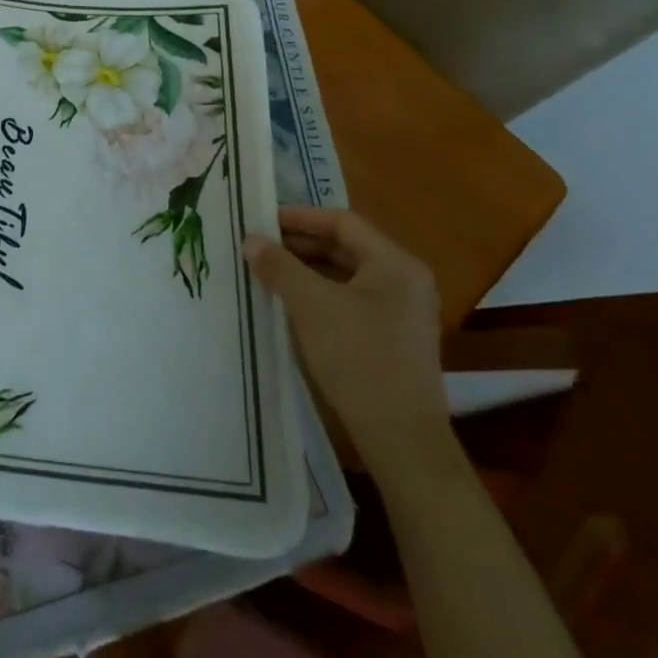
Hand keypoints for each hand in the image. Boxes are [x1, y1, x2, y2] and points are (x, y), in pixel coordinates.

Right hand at [243, 207, 450, 471]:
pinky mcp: (394, 338)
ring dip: (307, 270)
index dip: (299, 217)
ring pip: (346, 275)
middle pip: (345, 247)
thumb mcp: (310, 304)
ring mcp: (403, 311)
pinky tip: (291, 303)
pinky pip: (351, 299)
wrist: (401, 439)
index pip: (342, 221)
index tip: (262, 221)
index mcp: (395, 263)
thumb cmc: (358, 358)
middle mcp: (405, 280)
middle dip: (299, 245)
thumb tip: (251, 240)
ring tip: (267, 272)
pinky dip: (320, 293)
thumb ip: (279, 266)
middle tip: (259, 246)